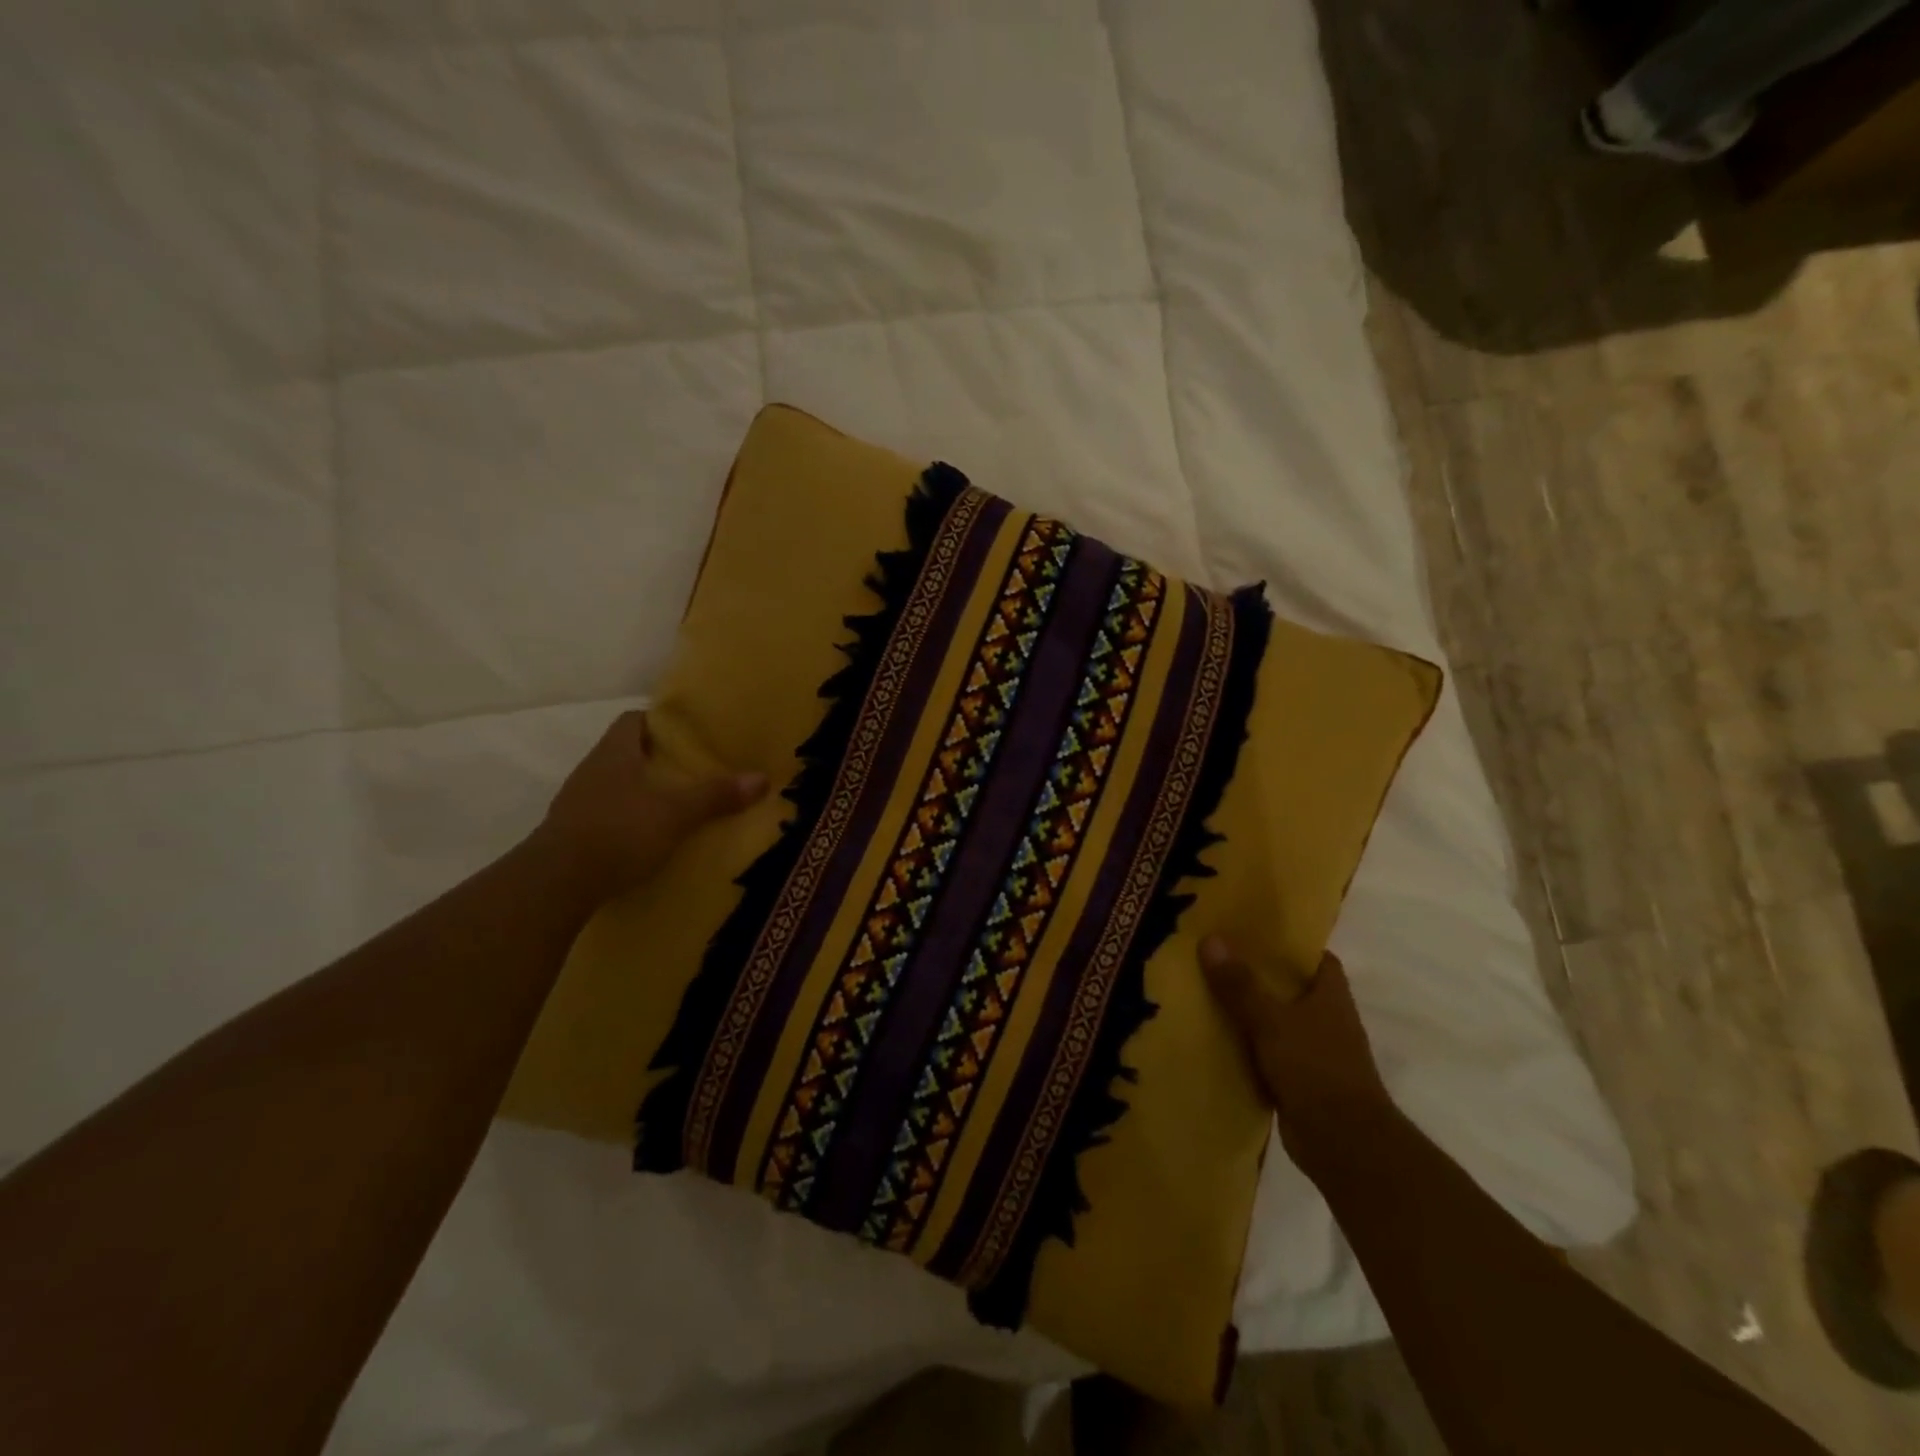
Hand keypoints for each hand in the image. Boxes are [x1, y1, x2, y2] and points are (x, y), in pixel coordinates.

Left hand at [537, 711, 766, 897]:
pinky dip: (625, 821)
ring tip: (673, 806)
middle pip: (624, 753)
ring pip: (613, 786)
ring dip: (639, 792)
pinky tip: (646, 838)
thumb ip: (716, 795)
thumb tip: (762, 777)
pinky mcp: (571, 835)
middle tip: (690, 771)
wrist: (556, 883)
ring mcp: (576, 803)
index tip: (686, 735)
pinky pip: (604, 816)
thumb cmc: (619, 831)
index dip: (658, 723)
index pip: (632, 721)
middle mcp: (591, 770)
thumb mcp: (677, 813)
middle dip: (655, 760)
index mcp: (614, 753)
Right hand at [1200, 937, 1395, 1164]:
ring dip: (1248, 1011)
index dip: (1287, 944)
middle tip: (1215, 956)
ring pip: (1275, 1020)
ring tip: (1205, 991)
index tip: (1251, 932)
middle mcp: (1326, 1019)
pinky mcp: (1298, 1080)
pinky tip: (1213, 1037)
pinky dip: (1245, 1045)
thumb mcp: (1272, 1020)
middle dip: (1257, 974)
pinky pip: (1266, 1052)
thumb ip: (1240, 984)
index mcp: (1330, 996)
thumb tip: (1209, 939)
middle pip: (1290, 987)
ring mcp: (1314, 1052)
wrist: (1343, 1144)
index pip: (1315, 957)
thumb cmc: (1316, 1068)